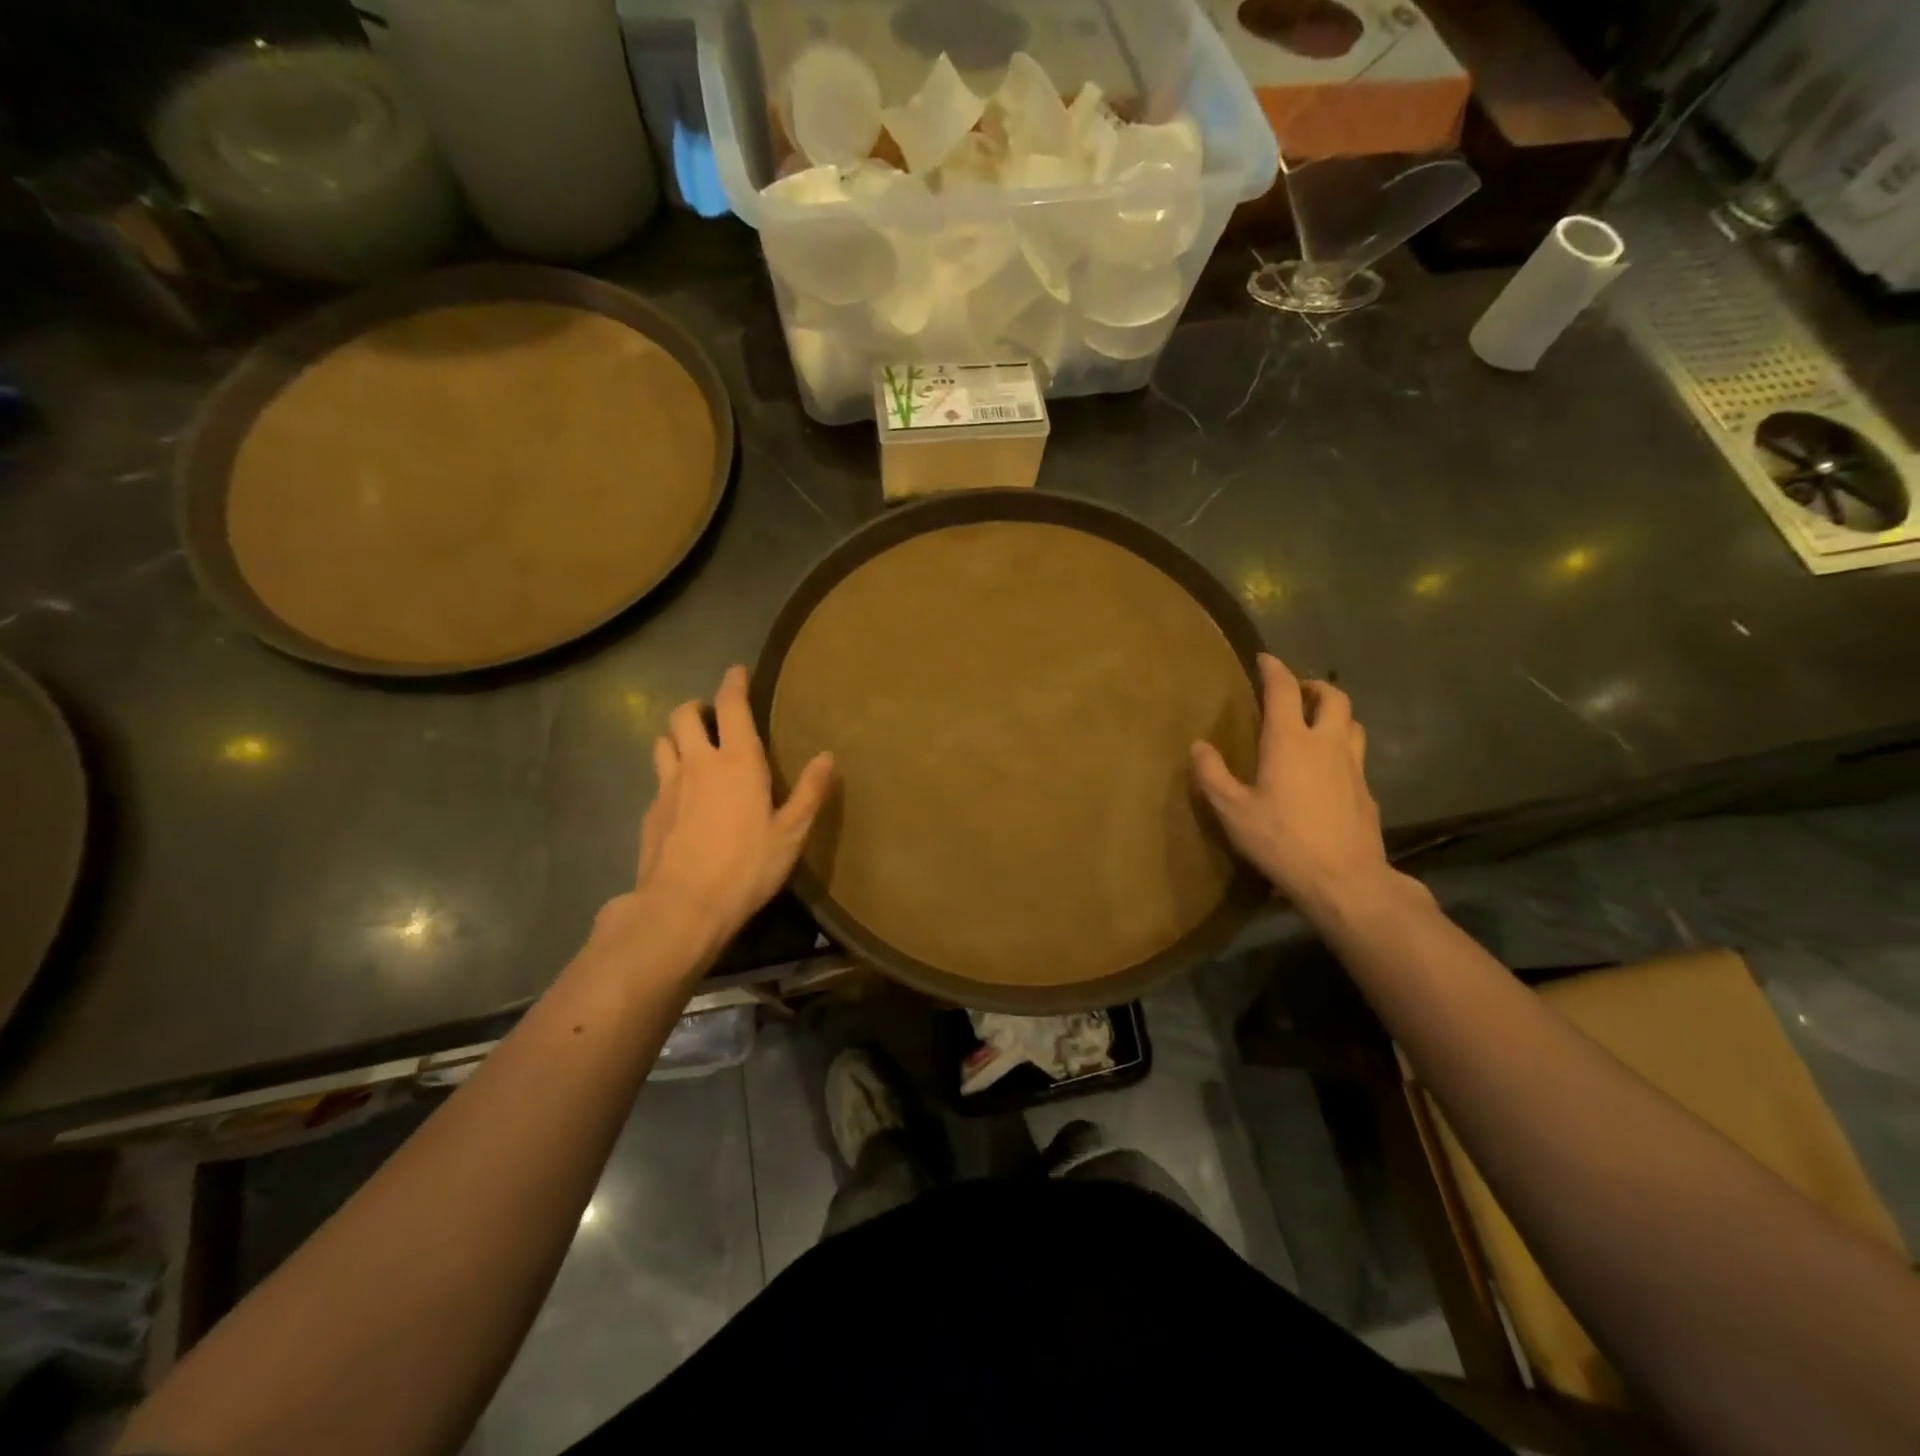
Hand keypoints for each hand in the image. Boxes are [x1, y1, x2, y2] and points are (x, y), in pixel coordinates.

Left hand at [595, 666, 833, 972]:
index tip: (738, 671)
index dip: (734, 683)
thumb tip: (827, 756)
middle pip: (683, 715)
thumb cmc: (746, 867)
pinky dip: (670, 777)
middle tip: (712, 718)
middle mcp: (698, 763)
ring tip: (692, 751)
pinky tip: (682, 800)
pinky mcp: (650, 813)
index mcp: (737, 761)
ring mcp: (667, 787)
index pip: (731, 705)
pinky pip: (658, 780)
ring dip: (677, 738)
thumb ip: (809, 792)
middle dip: (697, 708)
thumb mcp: (791, 833)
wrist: (682, 908)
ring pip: (663, 742)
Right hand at [1191, 653, 1392, 913]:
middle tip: (1296, 691)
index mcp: (1290, 741)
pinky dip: (1342, 747)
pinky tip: (1328, 769)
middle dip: (1314, 686)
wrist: (1344, 879)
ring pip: (1353, 722)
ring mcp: (1353, 766)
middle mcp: (1327, 743)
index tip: (1264, 659)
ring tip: (1316, 723)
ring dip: (1335, 713)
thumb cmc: (1281, 840)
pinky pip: (1356, 755)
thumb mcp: (1232, 811)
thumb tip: (1199, 746)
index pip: (1284, 689)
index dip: (1274, 669)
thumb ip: (1212, 775)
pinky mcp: (1367, 791)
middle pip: (1333, 696)